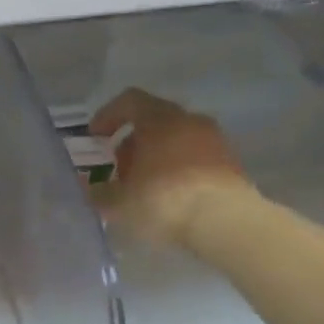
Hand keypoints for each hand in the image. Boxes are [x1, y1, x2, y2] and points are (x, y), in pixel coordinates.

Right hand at [90, 88, 255, 244]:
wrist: (225, 223)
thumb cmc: (164, 201)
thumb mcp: (118, 202)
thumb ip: (99, 191)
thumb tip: (93, 188)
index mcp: (160, 119)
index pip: (129, 101)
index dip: (107, 116)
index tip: (95, 139)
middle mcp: (190, 121)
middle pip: (154, 121)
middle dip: (132, 143)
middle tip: (118, 169)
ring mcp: (215, 141)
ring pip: (176, 140)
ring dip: (155, 157)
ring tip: (142, 187)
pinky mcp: (230, 164)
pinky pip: (194, 158)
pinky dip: (177, 170)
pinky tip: (168, 198)